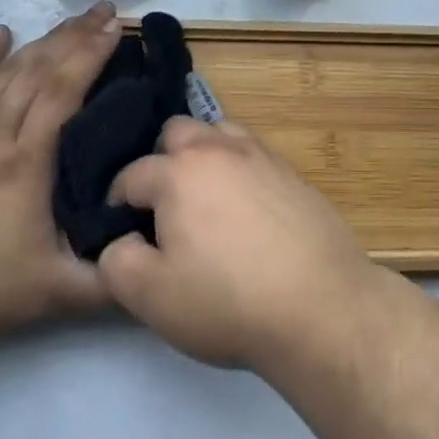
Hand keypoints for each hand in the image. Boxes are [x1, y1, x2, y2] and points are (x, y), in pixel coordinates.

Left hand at [0, 3, 122, 349]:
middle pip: (39, 69)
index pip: (64, 90)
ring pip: (5, 71)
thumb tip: (158, 259)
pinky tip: (0, 32)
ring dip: (41, 41)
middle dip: (76, 36)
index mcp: (27, 162)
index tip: (117, 29)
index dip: (91, 55)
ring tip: (71, 20)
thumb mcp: (57, 294)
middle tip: (105, 12)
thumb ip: (113, 280)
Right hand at [97, 117, 379, 371]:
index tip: (120, 232)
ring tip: (204, 200)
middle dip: (161, 161)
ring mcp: (262, 156)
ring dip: (203, 155)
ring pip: (219, 133)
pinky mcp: (293, 174)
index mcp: (179, 171)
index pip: (131, 174)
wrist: (321, 306)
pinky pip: (253, 156)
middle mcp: (220, 149)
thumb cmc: (227, 301)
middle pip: (177, 132)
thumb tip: (117, 241)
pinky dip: (238, 170)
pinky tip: (245, 210)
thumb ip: (117, 262)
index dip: (117, 204)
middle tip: (163, 209)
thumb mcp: (151, 296)